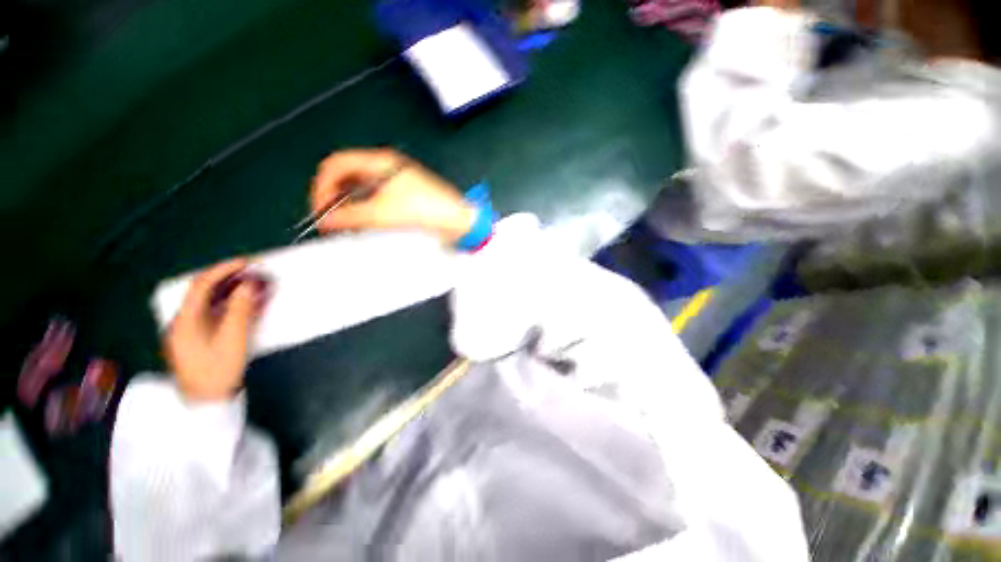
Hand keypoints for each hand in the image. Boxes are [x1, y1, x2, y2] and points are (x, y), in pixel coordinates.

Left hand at [164, 259, 260, 401]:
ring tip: (253, 286)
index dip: (222, 269)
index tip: (246, 262)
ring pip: (209, 303)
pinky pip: (213, 314)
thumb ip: (240, 310)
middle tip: (252, 272)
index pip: (201, 285)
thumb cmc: (218, 371)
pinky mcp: (197, 338)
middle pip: (203, 292)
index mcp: (184, 321)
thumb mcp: (232, 340)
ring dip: (231, 292)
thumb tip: (248, 285)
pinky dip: (230, 305)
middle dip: (228, 279)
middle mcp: (182, 321)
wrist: (205, 403)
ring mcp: (188, 331)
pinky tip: (245, 305)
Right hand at [310, 148, 476, 243]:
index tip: (320, 211)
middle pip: (346, 176)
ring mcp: (395, 182)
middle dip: (334, 197)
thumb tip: (324, 221)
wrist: (458, 221)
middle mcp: (385, 167)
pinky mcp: (403, 197)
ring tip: (345, 226)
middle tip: (331, 221)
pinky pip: (375, 200)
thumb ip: (350, 216)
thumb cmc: (424, 211)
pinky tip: (363, 225)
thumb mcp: (383, 213)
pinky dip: (364, 211)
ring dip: (349, 206)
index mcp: (379, 161)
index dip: (322, 186)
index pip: (336, 165)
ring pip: (360, 190)